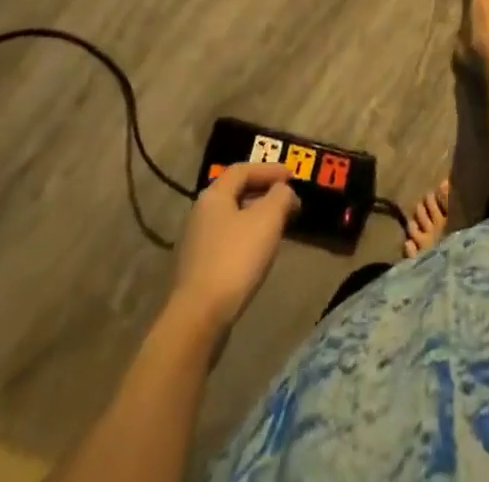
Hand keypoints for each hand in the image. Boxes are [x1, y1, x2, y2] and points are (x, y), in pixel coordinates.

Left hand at [169, 163, 298, 333]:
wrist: (199, 318)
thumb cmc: (235, 259)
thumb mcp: (268, 219)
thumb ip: (281, 196)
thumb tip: (283, 191)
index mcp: (214, 196)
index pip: (243, 170)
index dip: (269, 169)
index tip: (292, 177)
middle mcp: (200, 214)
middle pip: (236, 193)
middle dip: (264, 193)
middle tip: (287, 201)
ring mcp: (196, 243)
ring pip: (232, 219)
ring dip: (256, 217)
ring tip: (278, 227)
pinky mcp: (197, 270)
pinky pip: (227, 241)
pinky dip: (246, 238)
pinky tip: (259, 253)